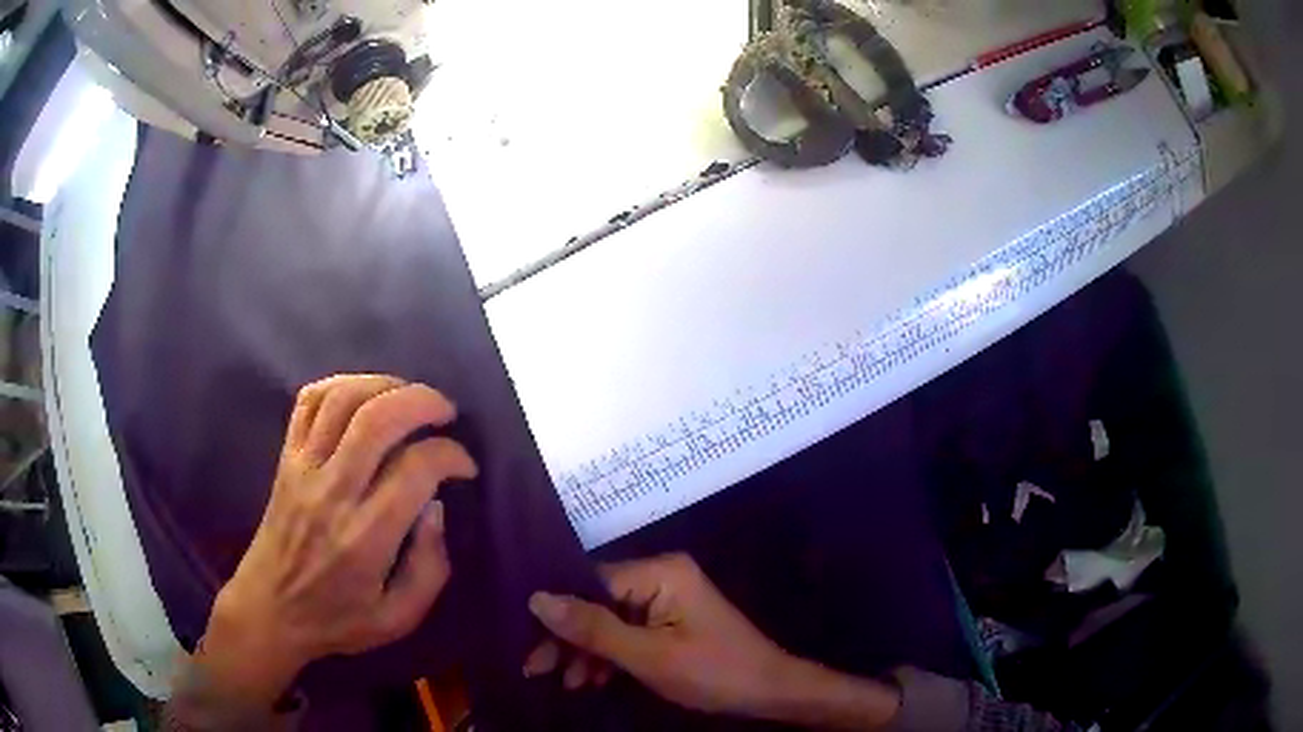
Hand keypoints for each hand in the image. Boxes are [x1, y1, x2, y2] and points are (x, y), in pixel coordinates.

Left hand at [197, 375, 477, 704]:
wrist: (270, 610)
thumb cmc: (337, 619)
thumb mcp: (398, 619)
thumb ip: (429, 568)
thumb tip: (435, 507)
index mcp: (365, 538)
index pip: (415, 470)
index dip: (450, 455)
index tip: (465, 466)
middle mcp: (332, 493)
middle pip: (376, 419)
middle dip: (422, 401)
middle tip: (445, 412)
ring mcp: (303, 469)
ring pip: (341, 399)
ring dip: (384, 385)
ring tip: (409, 396)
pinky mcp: (285, 458)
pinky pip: (308, 401)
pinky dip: (341, 384)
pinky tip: (363, 395)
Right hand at [523, 553, 798, 716]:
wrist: (769, 692)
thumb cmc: (713, 672)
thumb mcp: (648, 656)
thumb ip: (593, 629)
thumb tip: (536, 598)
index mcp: (660, 572)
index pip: (590, 585)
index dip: (557, 618)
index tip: (530, 651)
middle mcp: (661, 576)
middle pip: (597, 603)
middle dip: (569, 640)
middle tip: (539, 671)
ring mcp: (667, 598)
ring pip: (609, 621)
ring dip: (587, 652)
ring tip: (571, 684)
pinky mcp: (670, 620)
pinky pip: (627, 631)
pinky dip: (610, 656)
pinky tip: (593, 679)